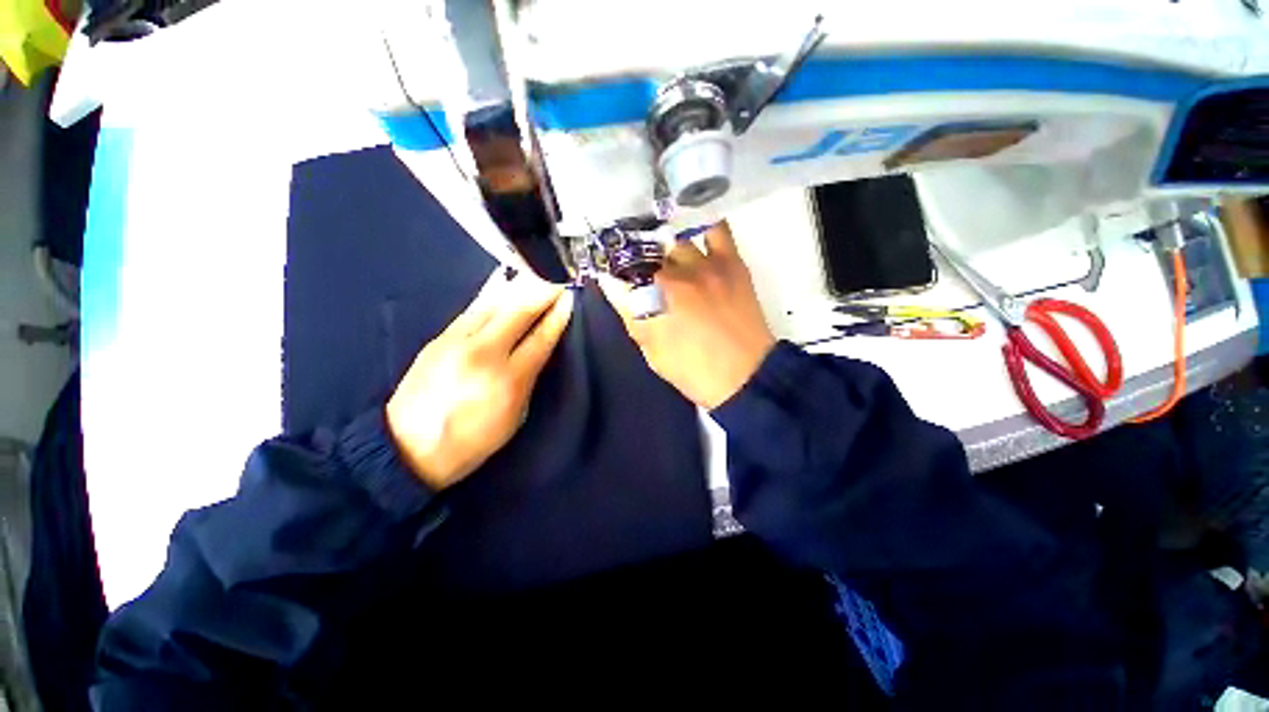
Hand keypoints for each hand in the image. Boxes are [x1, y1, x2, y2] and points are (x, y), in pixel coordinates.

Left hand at [386, 270, 573, 490]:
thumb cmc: (472, 441)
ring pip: (494, 302)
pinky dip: (493, 292)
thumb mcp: (514, 416)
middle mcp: (484, 353)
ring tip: (535, 273)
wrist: (407, 448)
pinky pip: (474, 307)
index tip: (569, 299)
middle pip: (519, 311)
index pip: (541, 338)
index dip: (557, 316)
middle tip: (557, 281)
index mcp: (508, 379)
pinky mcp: (439, 337)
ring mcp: (457, 341)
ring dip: (518, 285)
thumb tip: (540, 347)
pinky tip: (503, 281)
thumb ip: (529, 378)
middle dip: (542, 292)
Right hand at [599, 221, 775, 408]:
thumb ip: (631, 315)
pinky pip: (716, 229)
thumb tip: (612, 285)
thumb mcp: (652, 351)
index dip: (614, 272)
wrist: (745, 376)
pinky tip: (693, 230)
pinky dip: (702, 225)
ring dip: (664, 246)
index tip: (612, 274)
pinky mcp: (731, 262)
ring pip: (675, 239)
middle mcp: (676, 274)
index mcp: (653, 298)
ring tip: (663, 251)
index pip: (622, 273)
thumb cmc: (693, 370)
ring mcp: (705, 264)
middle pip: (646, 252)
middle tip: (638, 267)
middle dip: (637, 258)